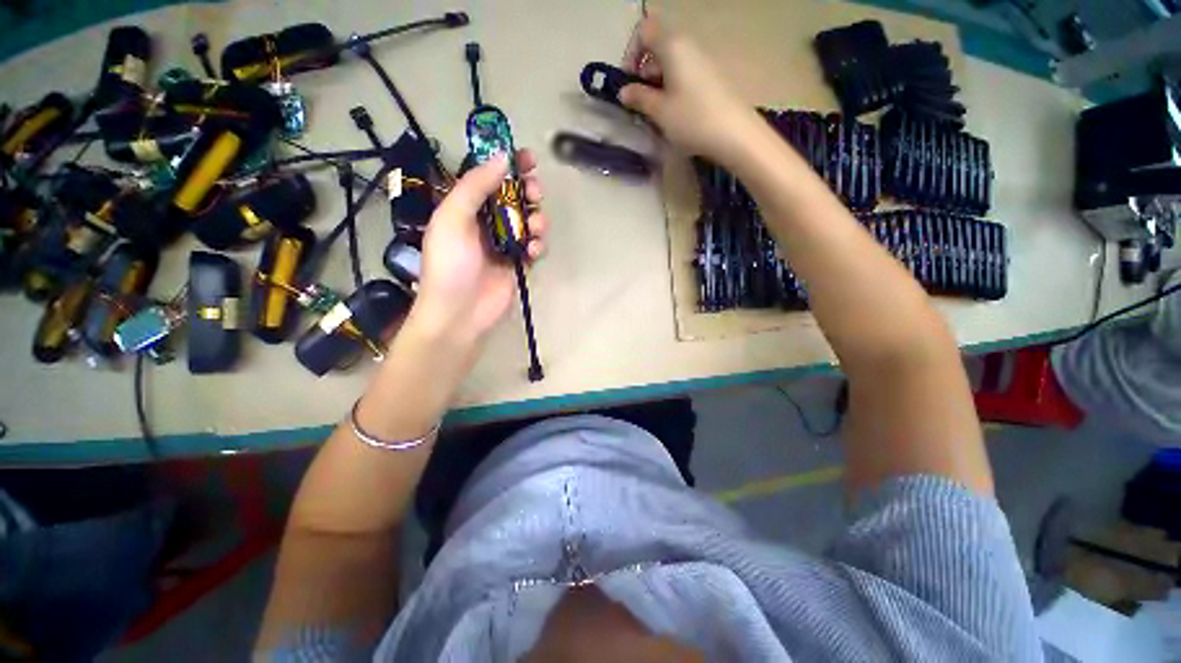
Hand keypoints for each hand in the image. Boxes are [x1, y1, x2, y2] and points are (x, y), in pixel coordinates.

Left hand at [409, 150, 547, 345]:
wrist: (459, 313)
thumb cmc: (450, 265)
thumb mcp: (453, 219)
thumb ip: (475, 186)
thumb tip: (502, 157)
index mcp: (466, 207)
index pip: (489, 178)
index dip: (509, 165)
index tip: (528, 158)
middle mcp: (486, 221)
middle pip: (515, 197)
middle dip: (529, 191)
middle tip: (535, 192)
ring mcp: (504, 243)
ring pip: (529, 220)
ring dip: (537, 219)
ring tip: (535, 228)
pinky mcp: (517, 263)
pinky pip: (534, 246)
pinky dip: (538, 245)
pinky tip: (532, 252)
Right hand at [620, 18, 758, 164]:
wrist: (735, 134)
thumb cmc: (692, 119)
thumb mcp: (660, 111)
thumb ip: (639, 98)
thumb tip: (623, 91)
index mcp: (673, 46)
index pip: (645, 30)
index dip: (631, 52)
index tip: (629, 81)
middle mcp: (689, 46)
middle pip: (658, 47)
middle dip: (644, 72)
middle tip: (641, 102)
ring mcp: (702, 62)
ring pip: (671, 63)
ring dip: (657, 84)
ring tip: (656, 112)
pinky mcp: (711, 78)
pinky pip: (684, 75)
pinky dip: (673, 89)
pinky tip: (674, 113)